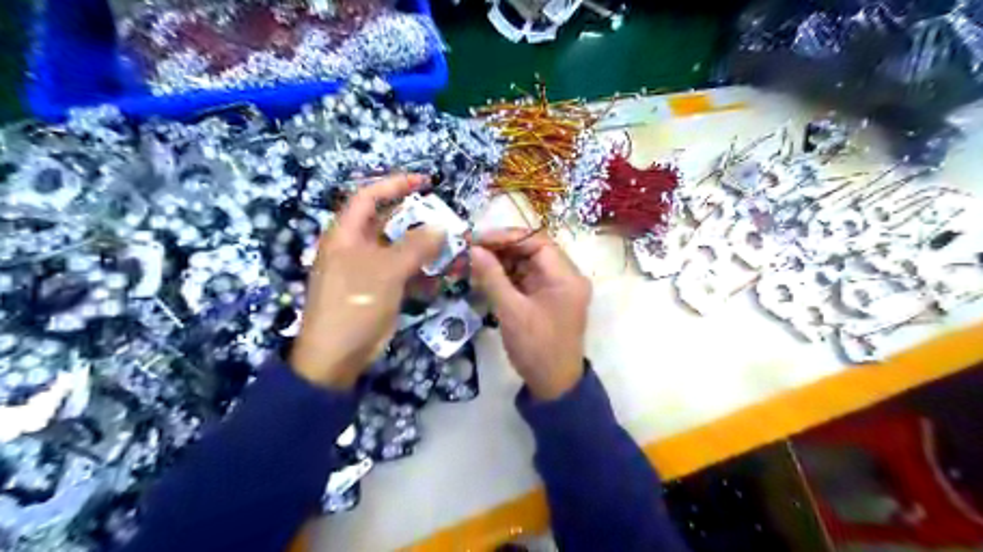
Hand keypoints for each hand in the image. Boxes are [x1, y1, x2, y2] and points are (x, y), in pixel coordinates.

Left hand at [289, 174, 443, 387]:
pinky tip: (437, 274)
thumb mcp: (386, 271)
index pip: (369, 197)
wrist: (336, 356)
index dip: (395, 185)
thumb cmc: (355, 305)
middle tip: (443, 218)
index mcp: (346, 234)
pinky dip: (418, 270)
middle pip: (386, 222)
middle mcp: (353, 247)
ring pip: (397, 248)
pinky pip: (400, 271)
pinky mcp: (375, 289)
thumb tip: (441, 227)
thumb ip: (415, 246)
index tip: (425, 182)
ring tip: (447, 247)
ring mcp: (365, 269)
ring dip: (421, 247)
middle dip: (415, 219)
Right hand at [470, 226, 591, 398]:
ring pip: (528, 263)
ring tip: (475, 262)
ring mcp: (558, 288)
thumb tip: (473, 249)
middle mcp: (566, 276)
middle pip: (533, 250)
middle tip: (472, 250)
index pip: (537, 241)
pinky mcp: (548, 298)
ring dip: (503, 262)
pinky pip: (527, 278)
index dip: (507, 237)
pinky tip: (486, 277)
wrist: (554, 385)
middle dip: (502, 248)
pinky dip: (508, 276)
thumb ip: (492, 277)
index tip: (478, 240)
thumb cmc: (536, 348)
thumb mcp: (511, 311)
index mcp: (566, 276)